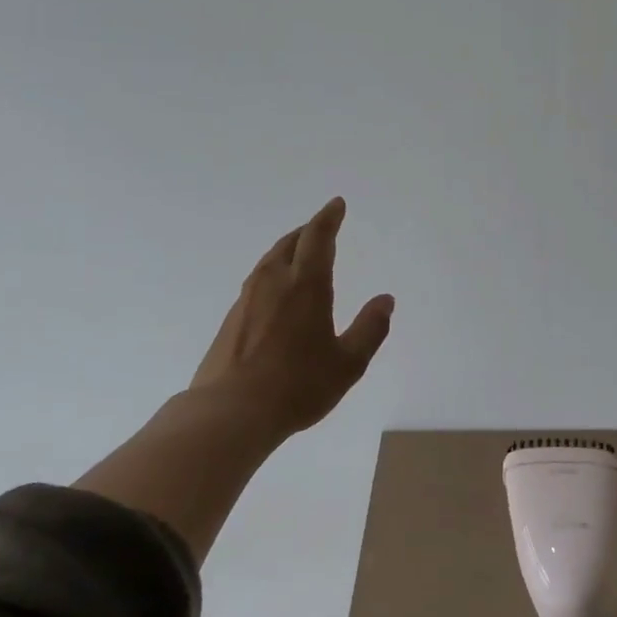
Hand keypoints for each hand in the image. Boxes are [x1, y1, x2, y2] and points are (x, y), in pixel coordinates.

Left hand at [186, 197, 394, 438]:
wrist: (230, 411)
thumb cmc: (297, 385)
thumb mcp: (348, 363)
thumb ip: (370, 329)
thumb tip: (385, 300)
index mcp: (306, 285)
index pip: (318, 238)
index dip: (328, 218)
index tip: (336, 204)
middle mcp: (274, 282)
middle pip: (290, 243)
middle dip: (308, 230)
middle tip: (321, 226)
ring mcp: (248, 299)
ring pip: (270, 260)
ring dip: (288, 248)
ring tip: (299, 252)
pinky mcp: (232, 319)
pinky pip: (257, 281)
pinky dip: (273, 272)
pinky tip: (276, 291)